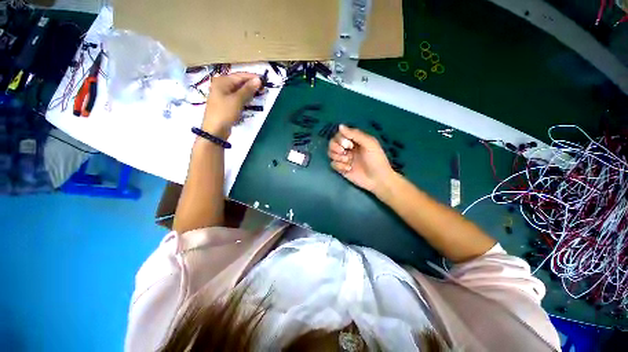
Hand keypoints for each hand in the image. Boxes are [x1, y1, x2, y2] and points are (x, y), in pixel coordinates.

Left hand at [202, 73, 261, 138]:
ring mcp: (223, 95)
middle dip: (251, 85)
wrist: (215, 130)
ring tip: (260, 95)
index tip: (265, 81)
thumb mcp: (237, 100)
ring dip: (249, 92)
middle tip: (264, 90)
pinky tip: (251, 101)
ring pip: (239, 90)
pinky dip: (245, 98)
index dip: (252, 78)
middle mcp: (222, 85)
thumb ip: (248, 89)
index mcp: (222, 81)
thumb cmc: (225, 113)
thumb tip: (258, 79)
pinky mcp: (226, 104)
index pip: (240, 76)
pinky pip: (237, 97)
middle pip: (239, 82)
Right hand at [328, 124, 393, 192]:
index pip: (339, 134)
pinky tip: (348, 169)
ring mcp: (343, 158)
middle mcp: (347, 148)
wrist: (378, 179)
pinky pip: (332, 164)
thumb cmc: (376, 159)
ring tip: (348, 161)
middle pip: (332, 143)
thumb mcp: (369, 143)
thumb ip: (355, 134)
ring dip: (338, 157)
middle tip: (345, 152)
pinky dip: (339, 166)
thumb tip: (340, 126)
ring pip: (330, 153)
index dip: (340, 138)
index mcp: (354, 140)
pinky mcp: (341, 168)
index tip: (348, 144)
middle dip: (336, 147)